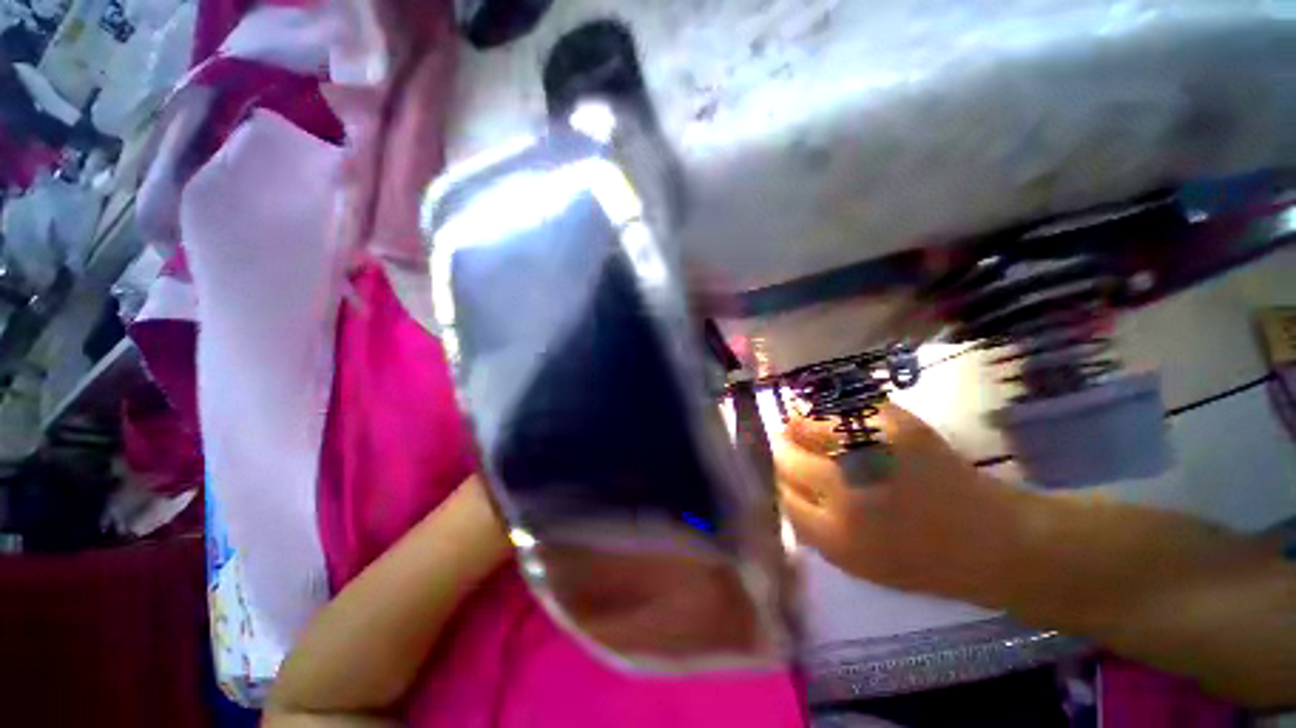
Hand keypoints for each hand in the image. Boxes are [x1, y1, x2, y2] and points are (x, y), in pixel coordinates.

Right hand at [774, 402, 1018, 599]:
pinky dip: (829, 413)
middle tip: (788, 445)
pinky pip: (843, 411)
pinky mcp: (897, 428)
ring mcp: (872, 457)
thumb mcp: (856, 563)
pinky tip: (828, 417)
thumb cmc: (922, 561)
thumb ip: (812, 527)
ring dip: (798, 426)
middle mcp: (845, 495)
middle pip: (787, 460)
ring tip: (800, 424)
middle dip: (784, 452)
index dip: (780, 480)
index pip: (782, 493)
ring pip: (807, 429)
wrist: (993, 542)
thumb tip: (782, 487)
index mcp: (835, 535)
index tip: (783, 473)